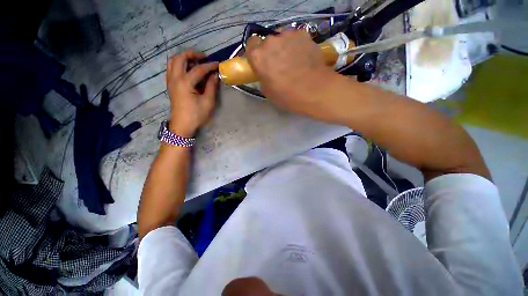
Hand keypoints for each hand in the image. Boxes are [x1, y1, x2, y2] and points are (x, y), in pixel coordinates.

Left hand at [166, 50, 218, 136]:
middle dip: (192, 54)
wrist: (182, 125)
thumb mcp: (208, 102)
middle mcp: (175, 78)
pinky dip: (179, 64)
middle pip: (180, 58)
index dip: (209, 66)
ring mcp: (170, 81)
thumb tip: (215, 75)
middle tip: (204, 58)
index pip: (198, 69)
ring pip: (173, 61)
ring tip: (196, 62)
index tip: (218, 64)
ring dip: (184, 58)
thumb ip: (212, 87)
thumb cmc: (196, 115)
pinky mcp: (170, 84)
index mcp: (185, 83)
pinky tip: (188, 70)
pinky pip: (171, 68)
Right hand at [246, 31, 336, 117]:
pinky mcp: (303, 34)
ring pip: (282, 39)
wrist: (313, 90)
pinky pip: (295, 38)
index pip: (251, 45)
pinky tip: (303, 57)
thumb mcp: (268, 91)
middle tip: (279, 64)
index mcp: (258, 57)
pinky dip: (297, 46)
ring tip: (294, 61)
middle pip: (267, 42)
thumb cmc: (287, 95)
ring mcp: (287, 35)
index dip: (256, 53)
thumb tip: (266, 71)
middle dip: (271, 51)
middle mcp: (270, 42)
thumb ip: (262, 76)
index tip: (262, 62)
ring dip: (284, 47)